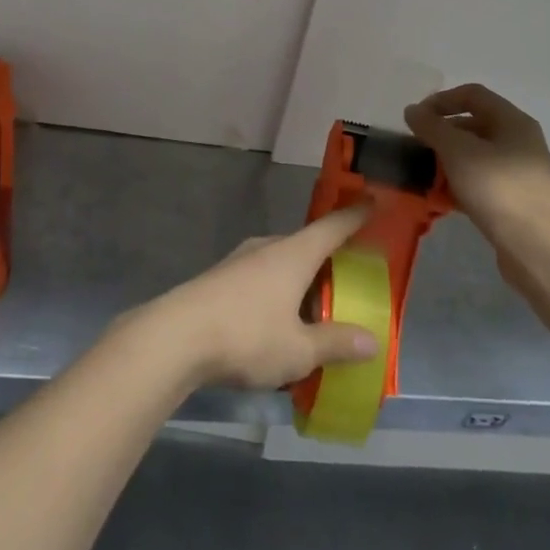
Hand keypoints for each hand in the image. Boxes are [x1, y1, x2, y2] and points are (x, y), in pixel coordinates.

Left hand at [133, 208, 381, 390]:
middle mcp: (268, 247)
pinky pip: (261, 279)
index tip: (373, 199)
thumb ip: (335, 343)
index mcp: (294, 254)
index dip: (356, 215)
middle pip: (306, 246)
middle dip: (327, 261)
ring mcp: (240, 260)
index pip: (333, 226)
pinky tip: (276, 325)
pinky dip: (277, 294)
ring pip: (281, 264)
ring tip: (313, 313)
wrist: (175, 337)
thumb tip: (371, 341)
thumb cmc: (247, 335)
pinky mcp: (221, 278)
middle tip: (348, 283)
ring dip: (299, 283)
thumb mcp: (299, 350)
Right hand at [404, 83, 549, 257]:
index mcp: (513, 121)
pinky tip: (442, 198)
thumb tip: (412, 111)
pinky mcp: (516, 199)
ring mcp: (520, 171)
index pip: (472, 94)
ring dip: (449, 160)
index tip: (416, 119)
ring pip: (476, 154)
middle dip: (442, 133)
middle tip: (418, 147)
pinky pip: (482, 180)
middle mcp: (520, 140)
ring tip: (426, 174)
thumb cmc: (497, 189)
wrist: (537, 248)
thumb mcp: (457, 151)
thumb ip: (431, 127)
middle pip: (474, 124)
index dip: (441, 100)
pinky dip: (461, 183)